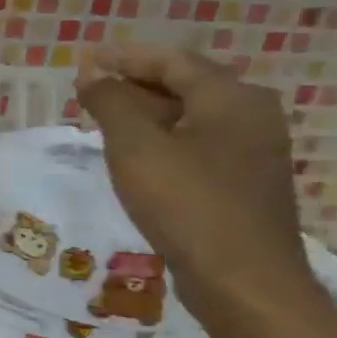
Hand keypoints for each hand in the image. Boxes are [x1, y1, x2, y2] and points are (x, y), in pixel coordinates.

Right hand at [76, 44, 322, 329]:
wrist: (243, 280)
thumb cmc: (186, 203)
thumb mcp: (135, 147)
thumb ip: (110, 103)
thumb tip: (92, 73)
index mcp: (231, 97)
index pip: (172, 60)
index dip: (125, 56)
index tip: (84, 60)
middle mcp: (251, 115)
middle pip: (185, 84)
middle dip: (134, 82)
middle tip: (87, 89)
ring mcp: (252, 151)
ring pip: (190, 116)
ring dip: (145, 112)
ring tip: (101, 119)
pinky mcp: (243, 182)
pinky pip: (196, 143)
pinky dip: (161, 138)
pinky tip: (134, 155)